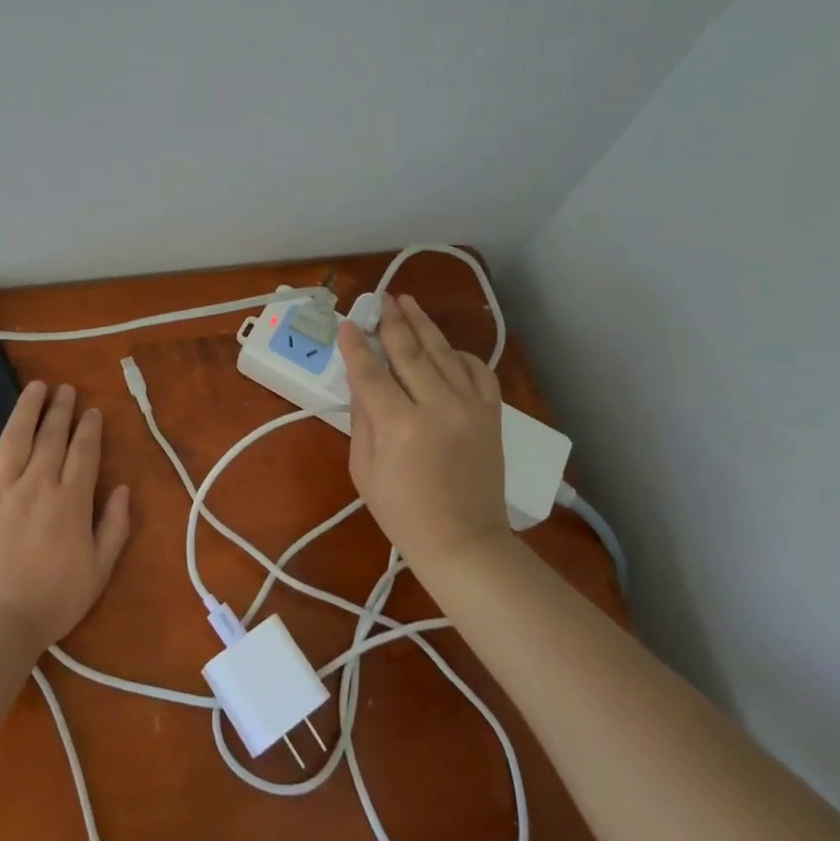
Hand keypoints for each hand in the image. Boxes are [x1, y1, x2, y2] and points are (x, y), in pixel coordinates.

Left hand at [0, 380, 131, 654]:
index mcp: (70, 501)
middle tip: (65, 389)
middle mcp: (37, 484)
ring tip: (35, 388)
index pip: (84, 453)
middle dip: (61, 410)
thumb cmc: (49, 604)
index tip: (91, 410)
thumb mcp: (98, 572)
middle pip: (51, 437)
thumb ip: (114, 527)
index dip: (89, 428)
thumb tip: (123, 489)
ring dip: (26, 409)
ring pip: (15, 437)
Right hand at [337, 294, 510, 573]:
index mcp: (401, 426)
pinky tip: (444, 346)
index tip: (347, 324)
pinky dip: (459, 354)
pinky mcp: (492, 415)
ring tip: (407, 302)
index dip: (356, 346)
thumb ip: (362, 418)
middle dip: (392, 321)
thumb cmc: (403, 513)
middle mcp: (438, 407)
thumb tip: (360, 379)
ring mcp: (470, 408)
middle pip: (410, 352)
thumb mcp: (364, 468)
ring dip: (423, 325)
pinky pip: (477, 371)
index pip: (371, 372)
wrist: (465, 543)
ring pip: (444, 353)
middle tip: (380, 297)